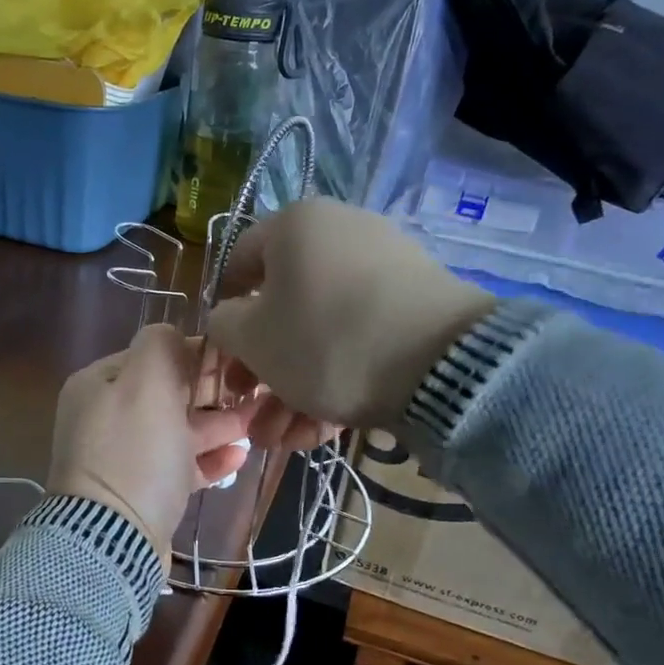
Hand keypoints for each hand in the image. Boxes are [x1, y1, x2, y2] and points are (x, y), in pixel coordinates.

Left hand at [47, 324, 254, 549]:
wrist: (114, 540)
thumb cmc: (135, 453)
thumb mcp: (147, 383)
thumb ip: (162, 346)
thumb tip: (175, 336)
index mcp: (98, 385)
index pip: (152, 356)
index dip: (194, 355)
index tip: (235, 360)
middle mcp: (104, 417)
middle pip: (166, 394)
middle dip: (210, 393)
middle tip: (254, 392)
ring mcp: (121, 458)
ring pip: (176, 432)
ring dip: (216, 426)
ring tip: (255, 425)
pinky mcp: (140, 493)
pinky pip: (177, 467)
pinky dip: (207, 460)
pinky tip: (239, 457)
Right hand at [204, 198, 494, 432]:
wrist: (440, 363)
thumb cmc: (323, 340)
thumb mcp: (250, 338)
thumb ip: (223, 325)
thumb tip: (230, 319)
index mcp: (294, 225)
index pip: (238, 263)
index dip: (224, 315)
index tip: (225, 359)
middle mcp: (340, 233)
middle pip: (283, 307)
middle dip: (262, 371)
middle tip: (253, 411)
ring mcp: (384, 268)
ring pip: (321, 333)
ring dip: (294, 389)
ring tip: (285, 439)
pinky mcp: (416, 305)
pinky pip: (360, 338)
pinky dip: (338, 378)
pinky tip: (322, 430)